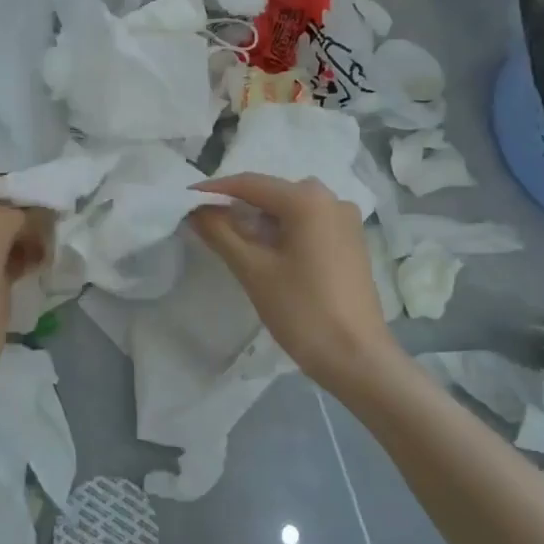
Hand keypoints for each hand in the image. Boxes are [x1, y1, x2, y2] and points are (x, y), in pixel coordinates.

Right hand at [190, 174, 403, 398]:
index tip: (185, 200)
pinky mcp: (351, 242)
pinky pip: (309, 223)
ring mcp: (346, 220)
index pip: (250, 184)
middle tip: (207, 224)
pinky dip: (284, 230)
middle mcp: (331, 199)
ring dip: (260, 219)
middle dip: (238, 206)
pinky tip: (267, 253)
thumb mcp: (254, 271)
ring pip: (291, 209)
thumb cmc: (303, 311)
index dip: (214, 190)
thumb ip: (221, 233)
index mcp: (308, 200)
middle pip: (272, 193)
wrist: (358, 359)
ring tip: (233, 241)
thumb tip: (196, 211)